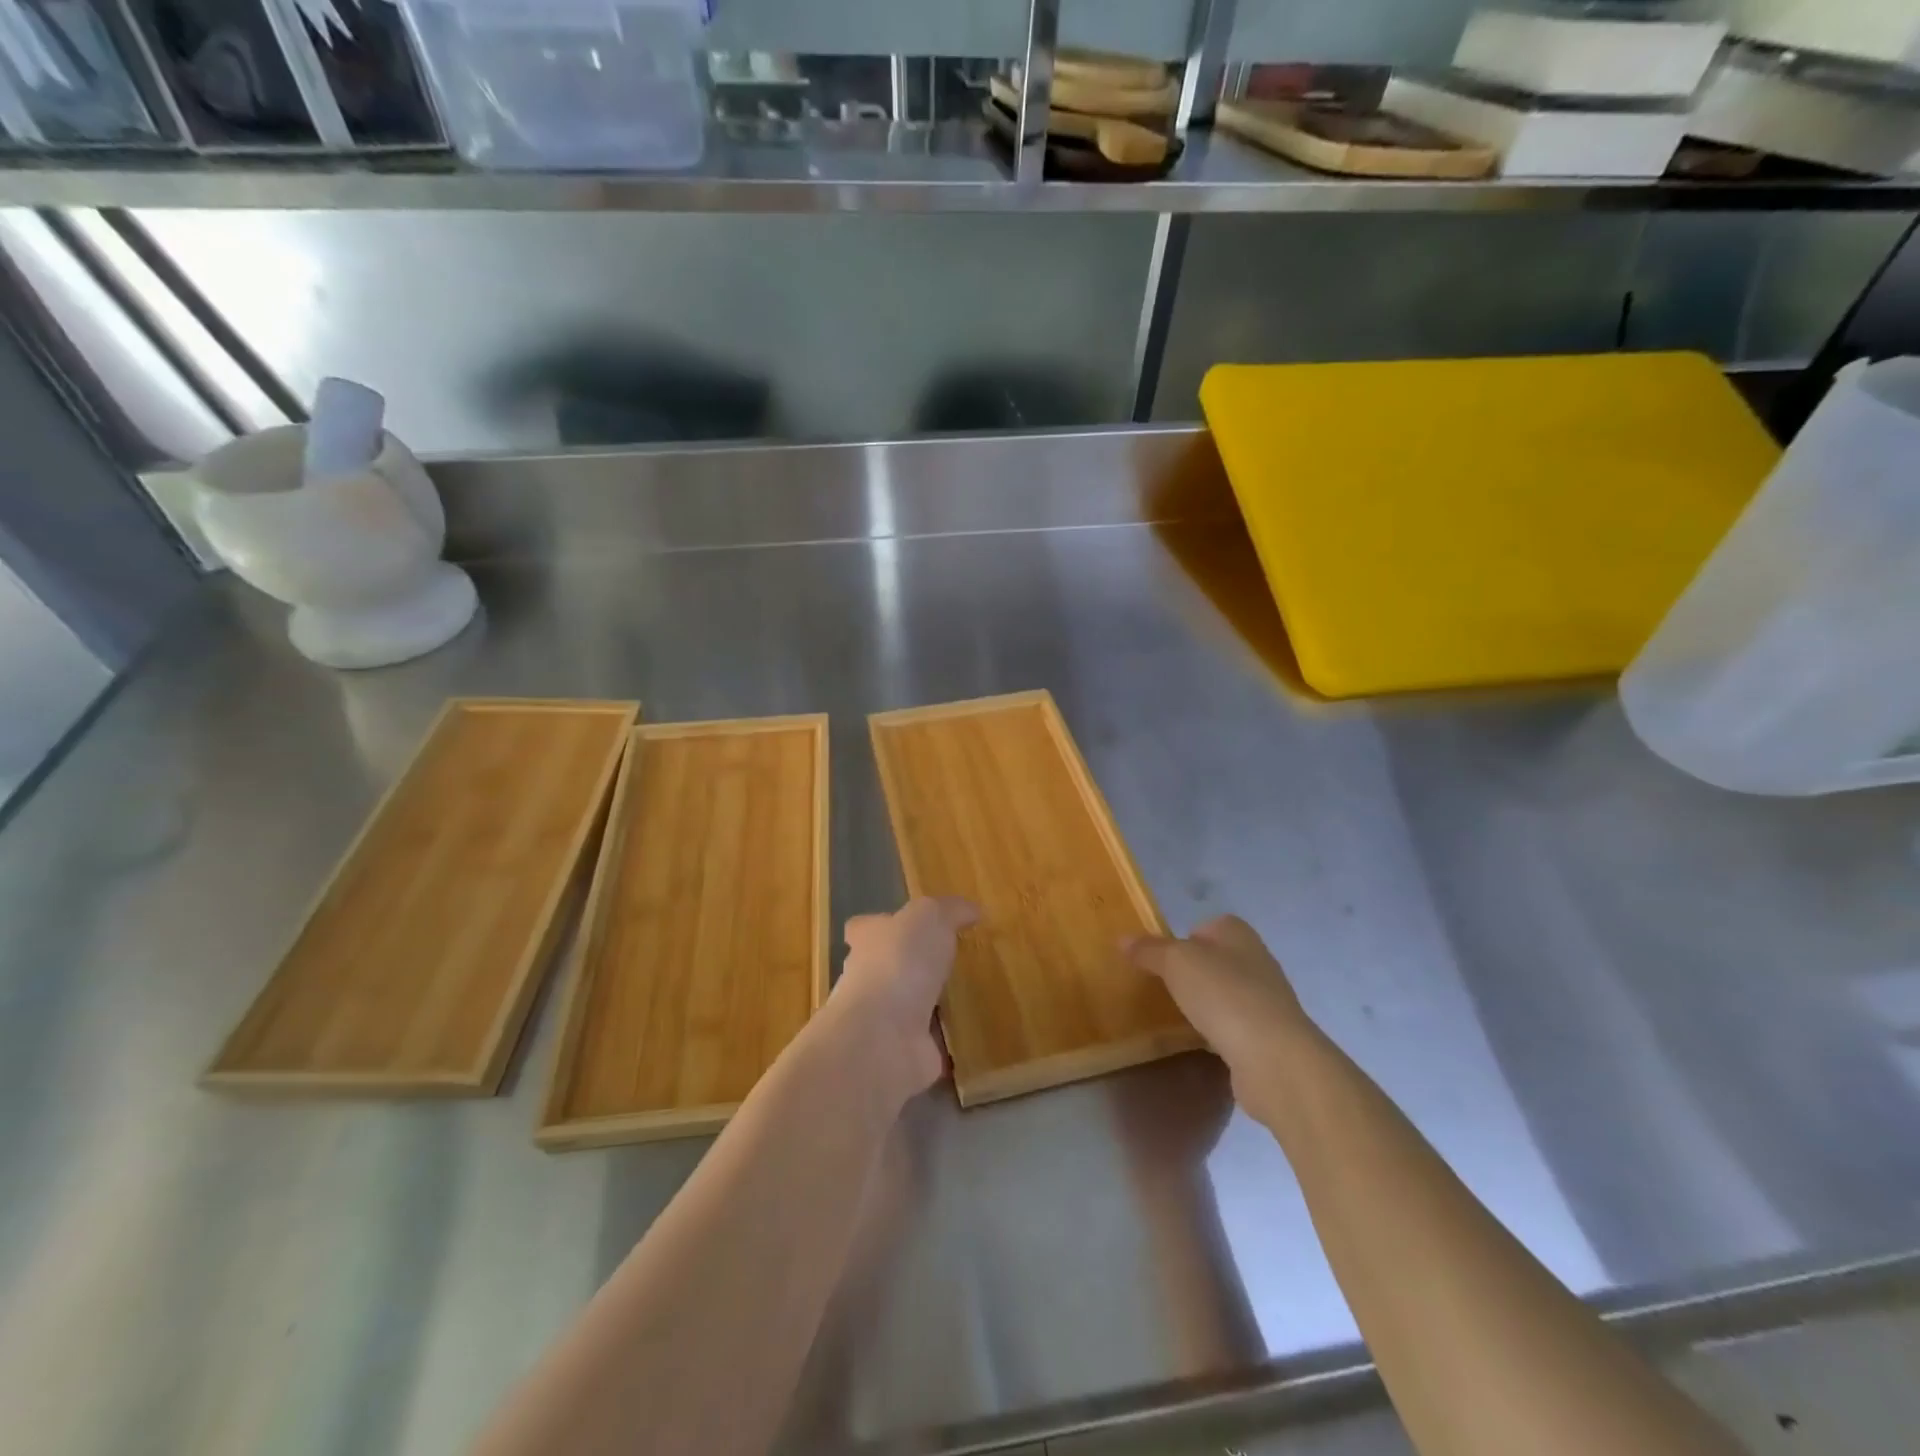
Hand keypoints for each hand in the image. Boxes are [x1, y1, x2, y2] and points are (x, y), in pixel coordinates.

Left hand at [834, 896, 979, 1097]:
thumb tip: (973, 910)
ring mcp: (884, 1020)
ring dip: (931, 1004)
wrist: (884, 1036)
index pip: (865, 928)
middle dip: (911, 966)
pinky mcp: (905, 1052)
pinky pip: (932, 1043)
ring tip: (968, 996)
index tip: (904, 926)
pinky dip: (947, 1041)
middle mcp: (868, 979)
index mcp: (868, 941)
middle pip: (886, 967)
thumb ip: (950, 910)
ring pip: (909, 1006)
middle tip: (950, 962)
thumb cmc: (900, 962)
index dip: (883, 925)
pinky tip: (973, 1034)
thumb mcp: (930, 917)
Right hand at [1124, 915, 1316, 1124]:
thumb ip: (1150, 950)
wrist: (1273, 1057)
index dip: (1185, 937)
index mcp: (1238, 934)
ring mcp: (1265, 1001)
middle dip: (1192, 972)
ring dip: (1204, 1003)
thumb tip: (1124, 939)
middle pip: (1217, 959)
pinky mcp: (1266, 1037)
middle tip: (1161, 986)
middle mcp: (1256, 961)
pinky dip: (1216, 1032)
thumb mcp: (1176, 962)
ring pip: (1225, 994)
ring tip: (1174, 1015)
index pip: (1209, 925)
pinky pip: (1233, 1027)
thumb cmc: (1223, 994)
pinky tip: (1198, 1042)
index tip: (1162, 957)